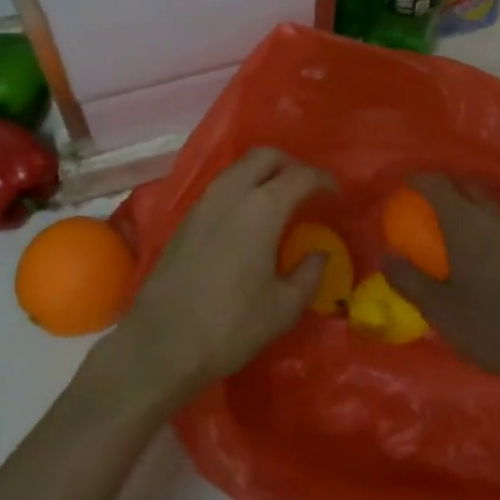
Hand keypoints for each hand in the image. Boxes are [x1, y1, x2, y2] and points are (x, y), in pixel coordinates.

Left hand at [105, 148, 334, 408]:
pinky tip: (248, 218)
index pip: (300, 176)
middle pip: (265, 156)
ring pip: (238, 168)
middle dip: (291, 164)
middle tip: (307, 188)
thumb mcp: (283, 308)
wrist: (161, 343)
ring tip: (280, 200)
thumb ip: (308, 275)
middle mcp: (231, 193)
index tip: (337, 195)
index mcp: (262, 208)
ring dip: (263, 173)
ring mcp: (203, 203)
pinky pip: (221, 187)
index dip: (323, 180)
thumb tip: (319, 254)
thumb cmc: (230, 325)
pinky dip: (242, 188)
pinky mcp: (185, 219)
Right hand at [382, 174, 499, 385]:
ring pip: (487, 201)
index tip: (405, 186)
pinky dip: (482, 219)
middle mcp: (491, 218)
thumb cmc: (488, 324)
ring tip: (449, 219)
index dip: (419, 180)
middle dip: (445, 185)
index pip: (439, 185)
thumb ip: (409, 280)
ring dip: (467, 201)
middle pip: (467, 186)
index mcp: (465, 223)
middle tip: (426, 200)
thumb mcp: (438, 308)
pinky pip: (499, 220)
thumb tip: (386, 256)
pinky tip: (476, 245)